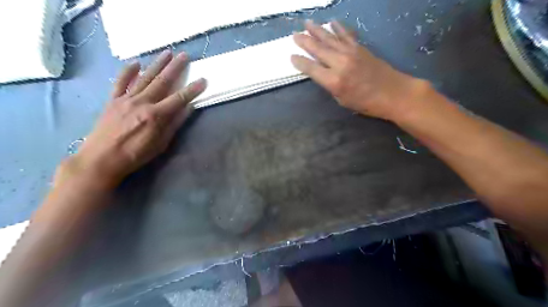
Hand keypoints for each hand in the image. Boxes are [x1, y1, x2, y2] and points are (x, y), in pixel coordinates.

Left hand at [57, 51, 207, 189]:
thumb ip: (174, 124)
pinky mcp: (113, 100)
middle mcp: (142, 103)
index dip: (192, 89)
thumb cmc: (136, 155)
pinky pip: (121, 82)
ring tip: (167, 53)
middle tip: (184, 56)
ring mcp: (126, 99)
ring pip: (145, 78)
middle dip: (175, 68)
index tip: (203, 80)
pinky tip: (136, 63)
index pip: (179, 99)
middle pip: (162, 82)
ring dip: (157, 64)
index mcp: (156, 116)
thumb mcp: (161, 144)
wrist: (101, 159)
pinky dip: (128, 72)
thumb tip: (188, 109)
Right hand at [291, 19, 426, 120]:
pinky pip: (346, 35)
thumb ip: (331, 85)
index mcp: (334, 81)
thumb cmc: (367, 103)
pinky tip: (332, 23)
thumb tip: (324, 74)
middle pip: (318, 49)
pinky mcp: (360, 48)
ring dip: (317, 30)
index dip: (300, 62)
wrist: (393, 93)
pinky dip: (338, 28)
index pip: (311, 69)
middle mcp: (340, 63)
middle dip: (305, 41)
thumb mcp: (342, 100)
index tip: (291, 56)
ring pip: (330, 39)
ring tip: (307, 23)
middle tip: (294, 35)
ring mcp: (351, 53)